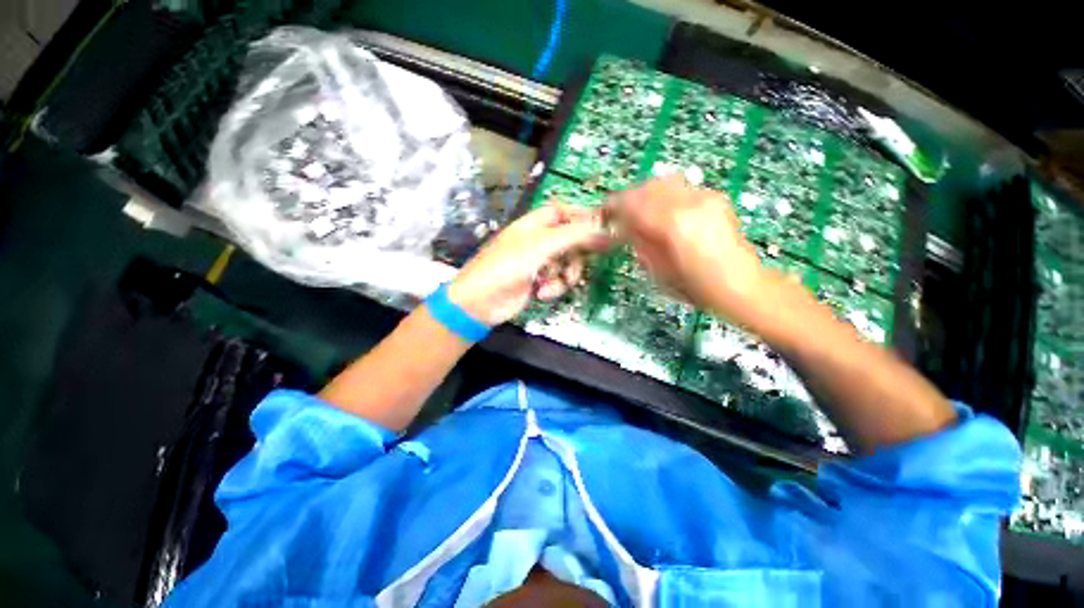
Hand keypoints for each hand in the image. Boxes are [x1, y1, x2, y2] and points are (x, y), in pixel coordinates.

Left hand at [448, 203, 611, 325]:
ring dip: (565, 275)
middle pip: (570, 239)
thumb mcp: (542, 246)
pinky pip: (558, 280)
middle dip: (577, 253)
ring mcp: (538, 262)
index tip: (603, 227)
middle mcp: (538, 240)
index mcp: (534, 224)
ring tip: (554, 283)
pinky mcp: (538, 282)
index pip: (564, 211)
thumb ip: (575, 235)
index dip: (582, 217)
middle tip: (586, 260)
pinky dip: (553, 287)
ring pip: (567, 263)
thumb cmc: (507, 266)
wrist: (481, 302)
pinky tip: (541, 293)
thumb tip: (606, 227)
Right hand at [607, 175, 766, 320]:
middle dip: (630, 198)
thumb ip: (640, 243)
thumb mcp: (658, 269)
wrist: (741, 285)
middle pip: (648, 186)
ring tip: (642, 211)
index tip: (605, 213)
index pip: (634, 203)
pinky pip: (682, 188)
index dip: (615, 206)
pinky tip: (666, 213)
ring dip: (647, 194)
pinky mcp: (716, 198)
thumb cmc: (695, 287)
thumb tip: (626, 227)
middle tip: (621, 214)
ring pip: (665, 182)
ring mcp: (706, 197)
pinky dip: (666, 196)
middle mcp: (689, 202)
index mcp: (672, 224)